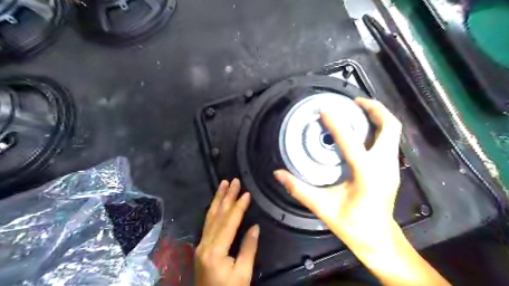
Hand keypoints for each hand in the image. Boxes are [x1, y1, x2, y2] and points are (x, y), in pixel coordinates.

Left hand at [194, 179, 259, 285]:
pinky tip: (217, 203)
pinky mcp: (201, 247)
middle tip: (233, 181)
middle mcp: (205, 244)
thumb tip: (255, 226)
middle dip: (226, 196)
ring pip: (210, 216)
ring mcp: (201, 244)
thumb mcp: (243, 274)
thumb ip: (248, 248)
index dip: (238, 206)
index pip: (229, 222)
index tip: (246, 193)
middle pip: (217, 215)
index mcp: (215, 251)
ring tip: (222, 184)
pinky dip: (213, 210)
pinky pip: (208, 223)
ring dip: (218, 199)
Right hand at [275, 97, 401, 247]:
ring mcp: (392, 167)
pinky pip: (389, 141)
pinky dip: (378, 129)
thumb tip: (278, 174)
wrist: (379, 240)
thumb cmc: (353, 226)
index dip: (337, 122)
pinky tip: (361, 130)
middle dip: (374, 109)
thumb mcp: (323, 207)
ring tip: (358, 109)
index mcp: (368, 175)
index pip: (351, 141)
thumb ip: (299, 189)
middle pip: (390, 127)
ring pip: (393, 132)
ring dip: (378, 117)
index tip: (325, 109)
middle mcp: (384, 167)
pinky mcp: (391, 170)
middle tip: (354, 101)